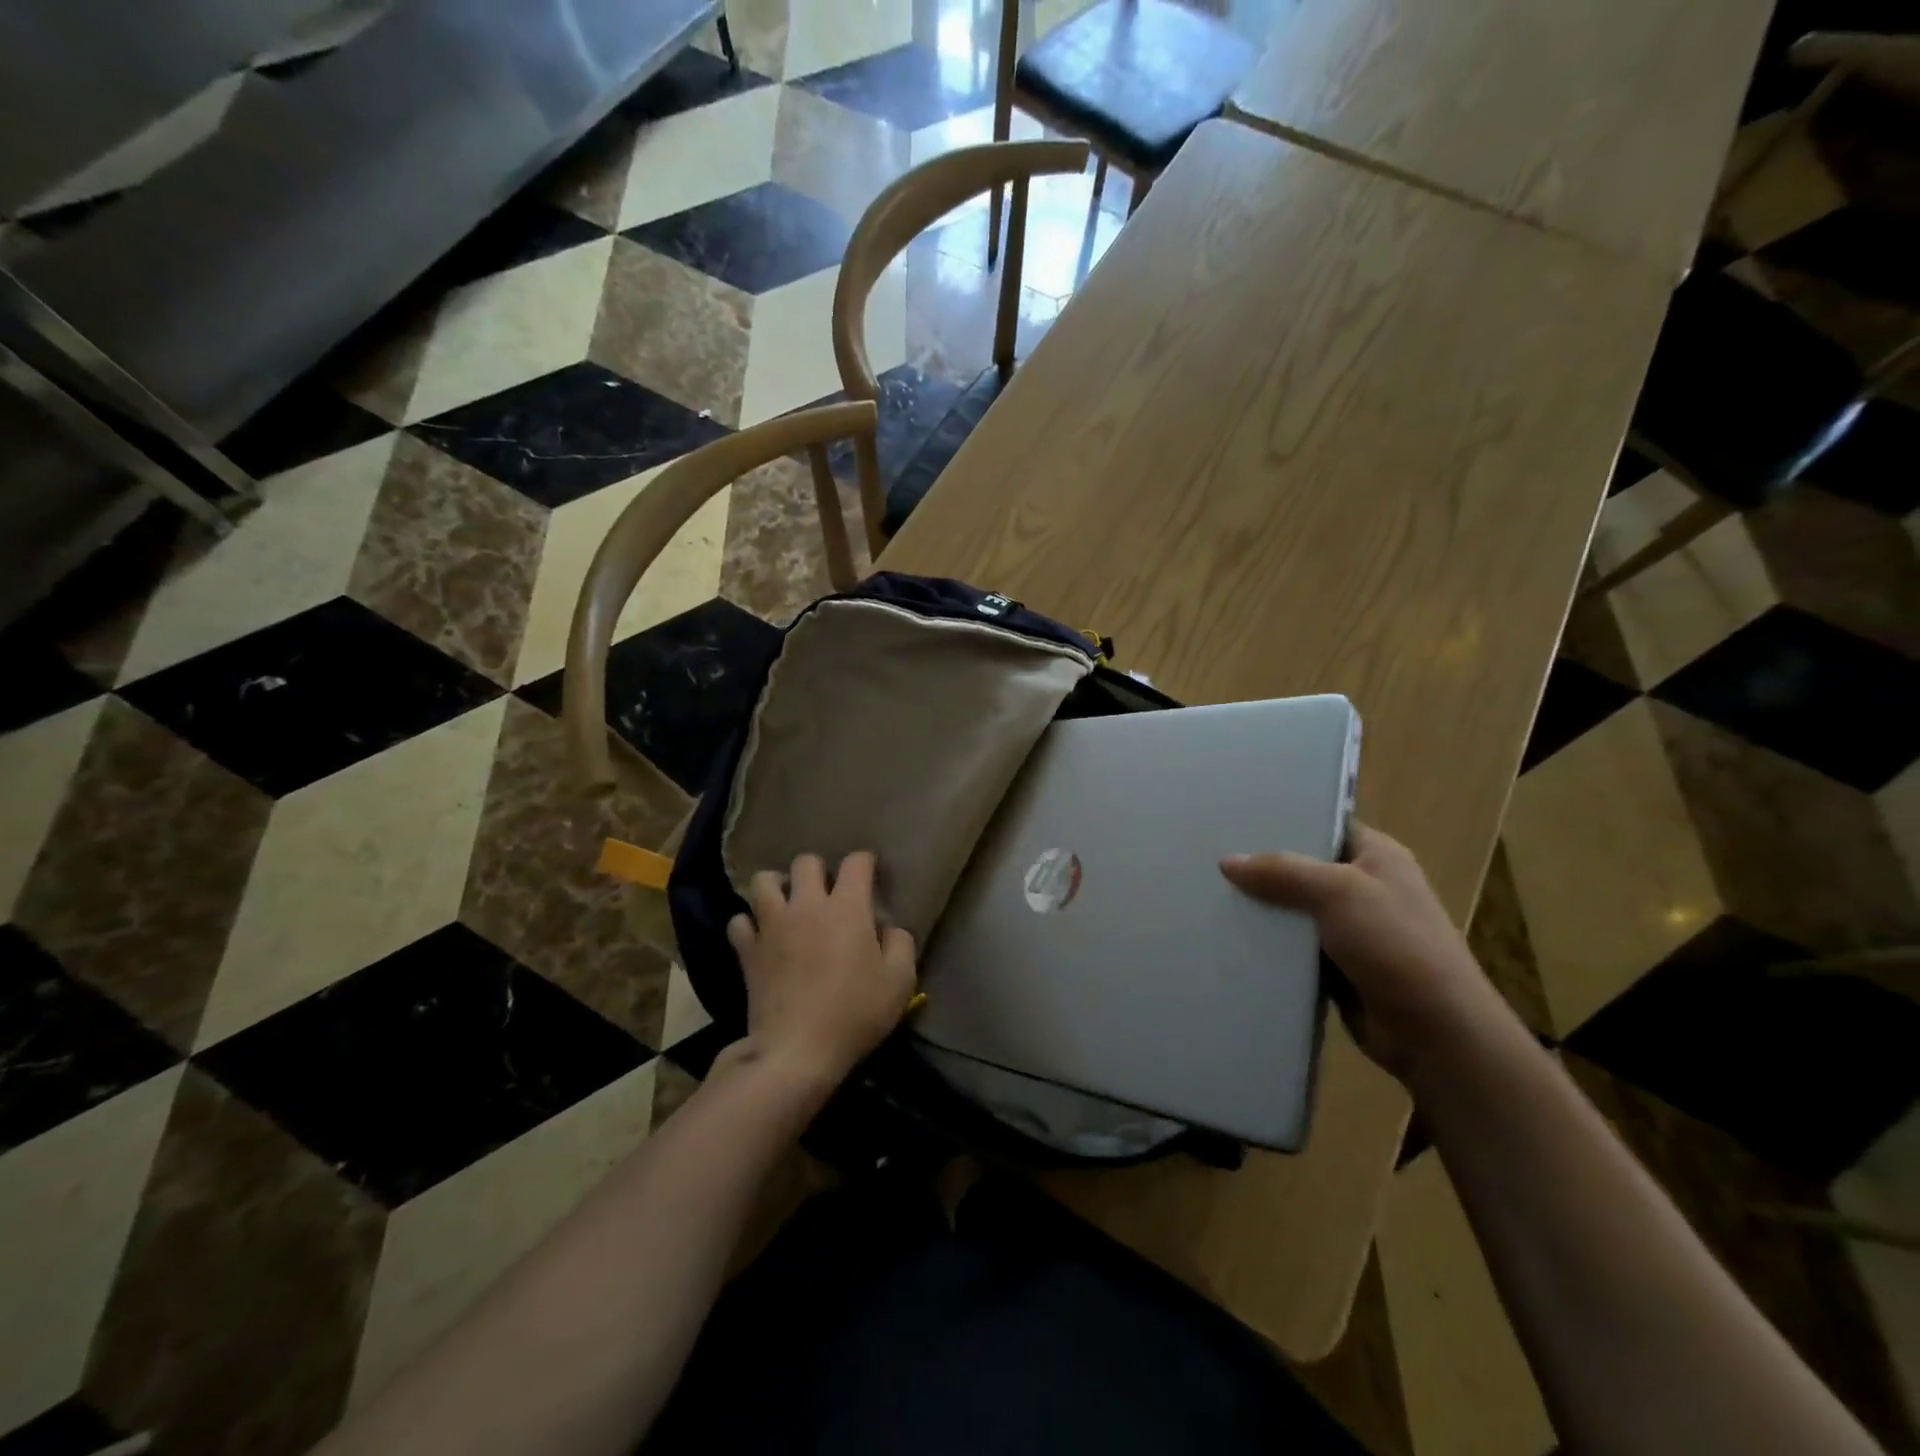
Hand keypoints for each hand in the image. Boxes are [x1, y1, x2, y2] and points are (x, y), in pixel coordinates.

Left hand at [726, 851, 917, 1094]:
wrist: (797, 1052)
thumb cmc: (855, 1014)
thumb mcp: (900, 981)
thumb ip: (901, 944)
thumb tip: (889, 928)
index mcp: (847, 907)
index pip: (856, 862)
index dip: (865, 862)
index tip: (870, 874)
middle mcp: (807, 905)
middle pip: (806, 862)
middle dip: (819, 870)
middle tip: (827, 892)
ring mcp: (772, 925)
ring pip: (764, 881)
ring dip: (777, 886)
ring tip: (787, 902)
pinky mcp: (747, 951)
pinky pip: (739, 921)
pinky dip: (749, 923)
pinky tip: (761, 935)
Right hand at [1220, 823, 1510, 1084]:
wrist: (1434, 1032)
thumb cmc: (1395, 945)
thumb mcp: (1338, 892)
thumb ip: (1282, 871)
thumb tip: (1227, 862)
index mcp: (1377, 856)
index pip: (1324, 825)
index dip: (1284, 821)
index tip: (1235, 819)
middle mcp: (1363, 887)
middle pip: (1301, 867)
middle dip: (1261, 867)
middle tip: (1209, 856)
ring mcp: (1349, 929)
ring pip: (1292, 909)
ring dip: (1260, 909)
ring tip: (1208, 893)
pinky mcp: (1335, 966)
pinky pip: (1292, 946)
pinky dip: (1267, 944)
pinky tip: (1227, 935)